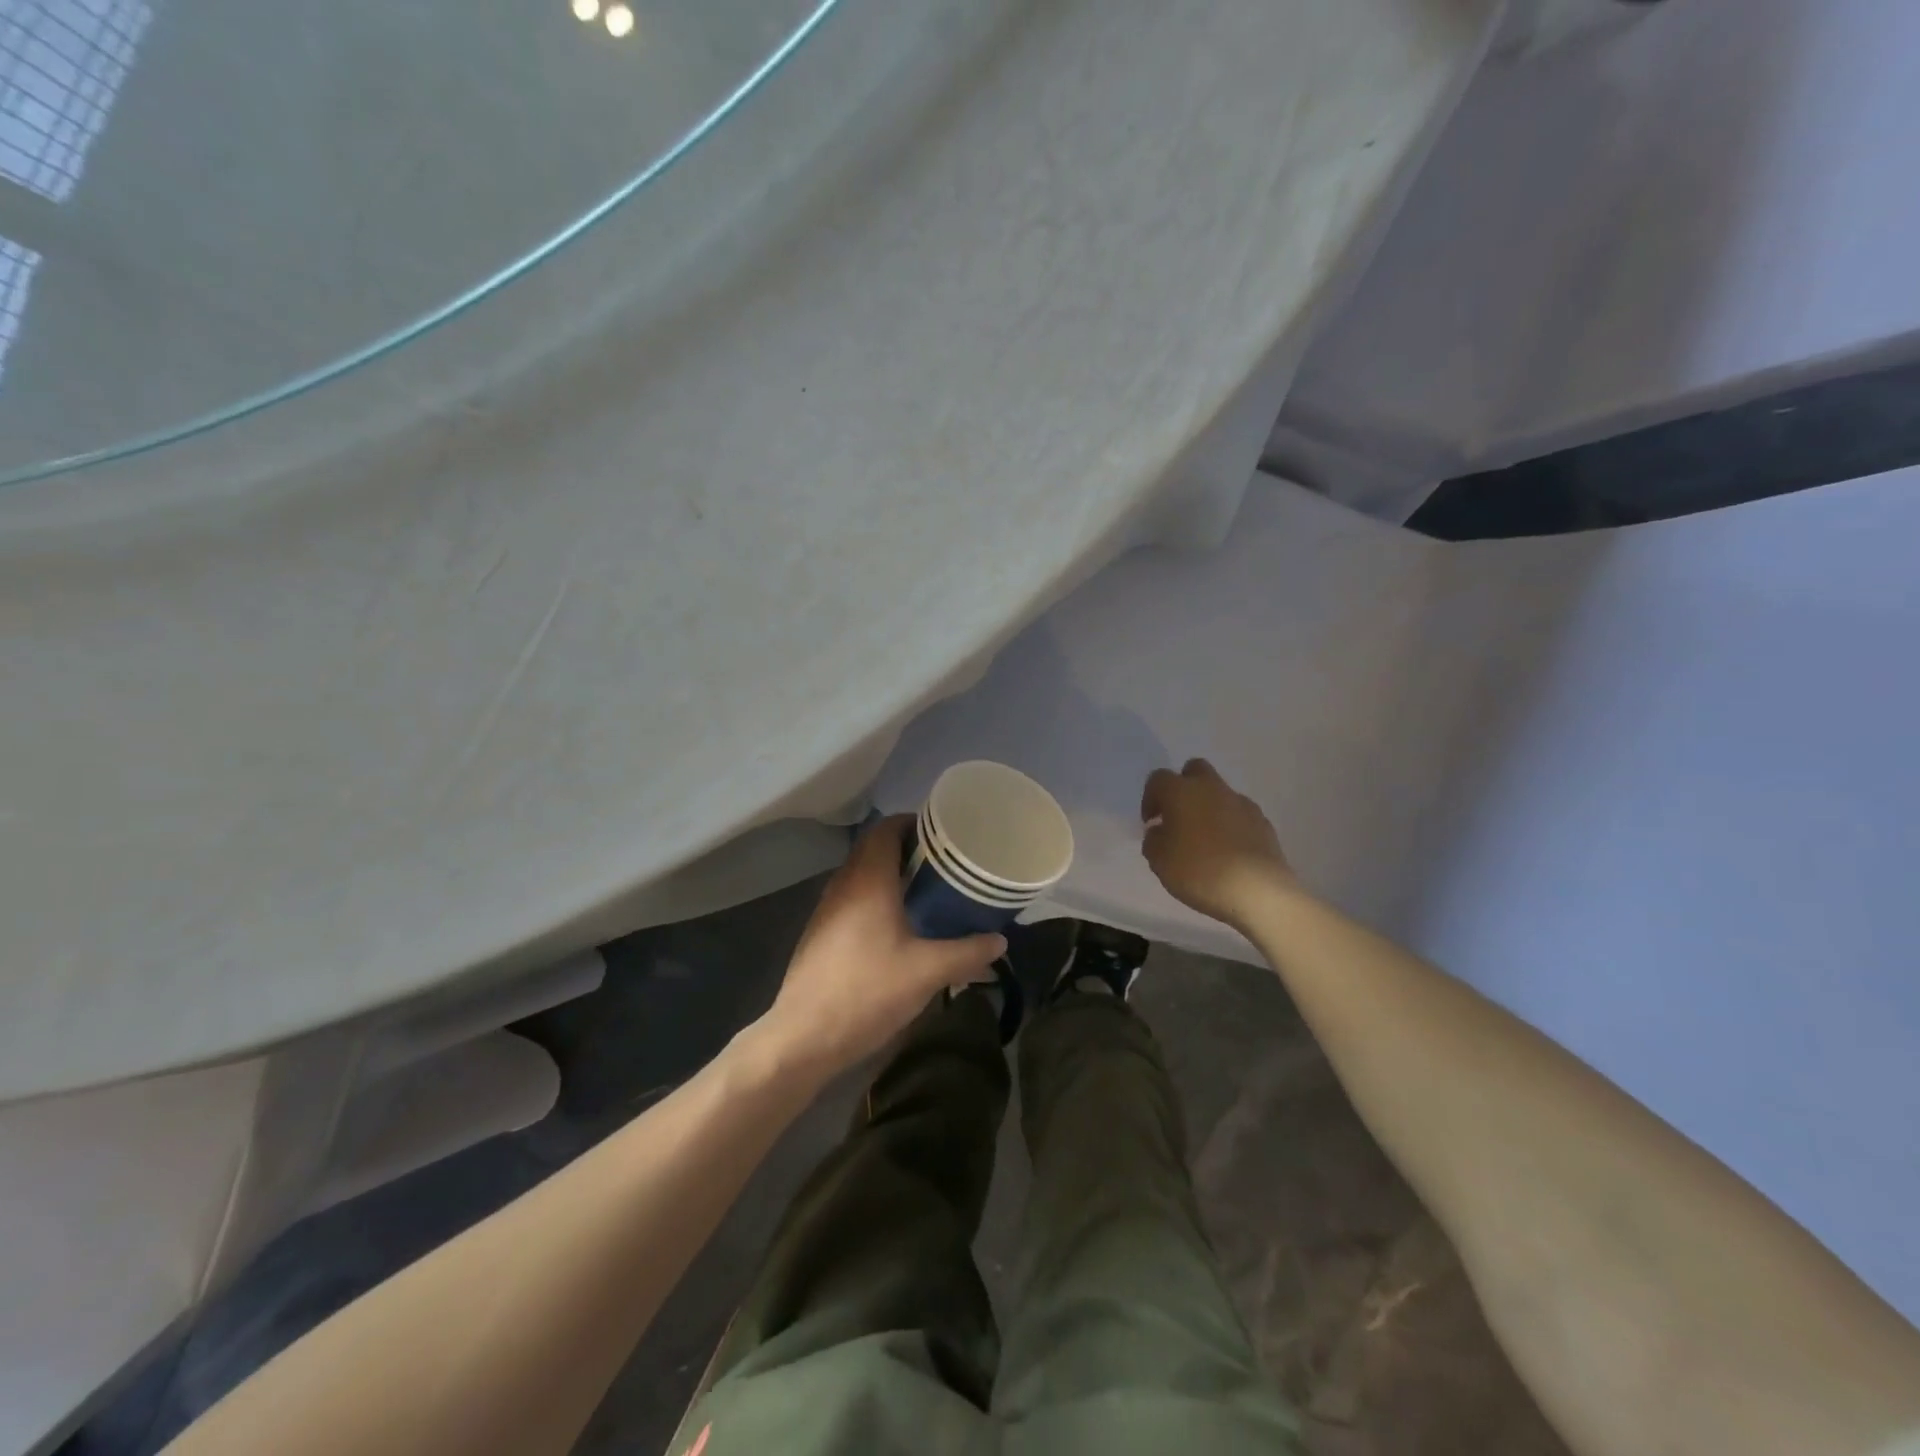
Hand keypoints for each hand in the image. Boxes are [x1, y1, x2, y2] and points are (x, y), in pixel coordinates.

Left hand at [755, 817, 1005, 1079]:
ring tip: (927, 891)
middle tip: (945, 862)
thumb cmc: (868, 991)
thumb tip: (999, 941)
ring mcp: (828, 908)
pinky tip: (898, 926)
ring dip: (892, 874)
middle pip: (875, 848)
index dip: (914, 822)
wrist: (804, 1035)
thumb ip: (968, 952)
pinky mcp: (821, 932)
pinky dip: (877, 898)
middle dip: (909, 849)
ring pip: (863, 874)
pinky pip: (853, 898)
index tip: (944, 832)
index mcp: (868, 878)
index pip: (887, 828)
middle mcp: (844, 883)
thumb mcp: (928, 972)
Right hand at [1141, 759, 1293, 928]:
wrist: (1257, 890)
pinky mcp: (1262, 821)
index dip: (1150, 798)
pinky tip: (1228, 851)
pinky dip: (1230, 824)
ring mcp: (1241, 803)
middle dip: (1183, 787)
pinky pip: (1239, 813)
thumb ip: (1154, 840)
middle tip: (1178, 817)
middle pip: (1195, 770)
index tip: (1151, 823)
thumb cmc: (1198, 871)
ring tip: (1205, 840)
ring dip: (1208, 807)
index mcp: (1181, 792)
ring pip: (1219, 792)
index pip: (1158, 779)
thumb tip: (1160, 831)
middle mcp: (1211, 788)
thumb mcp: (1159, 861)